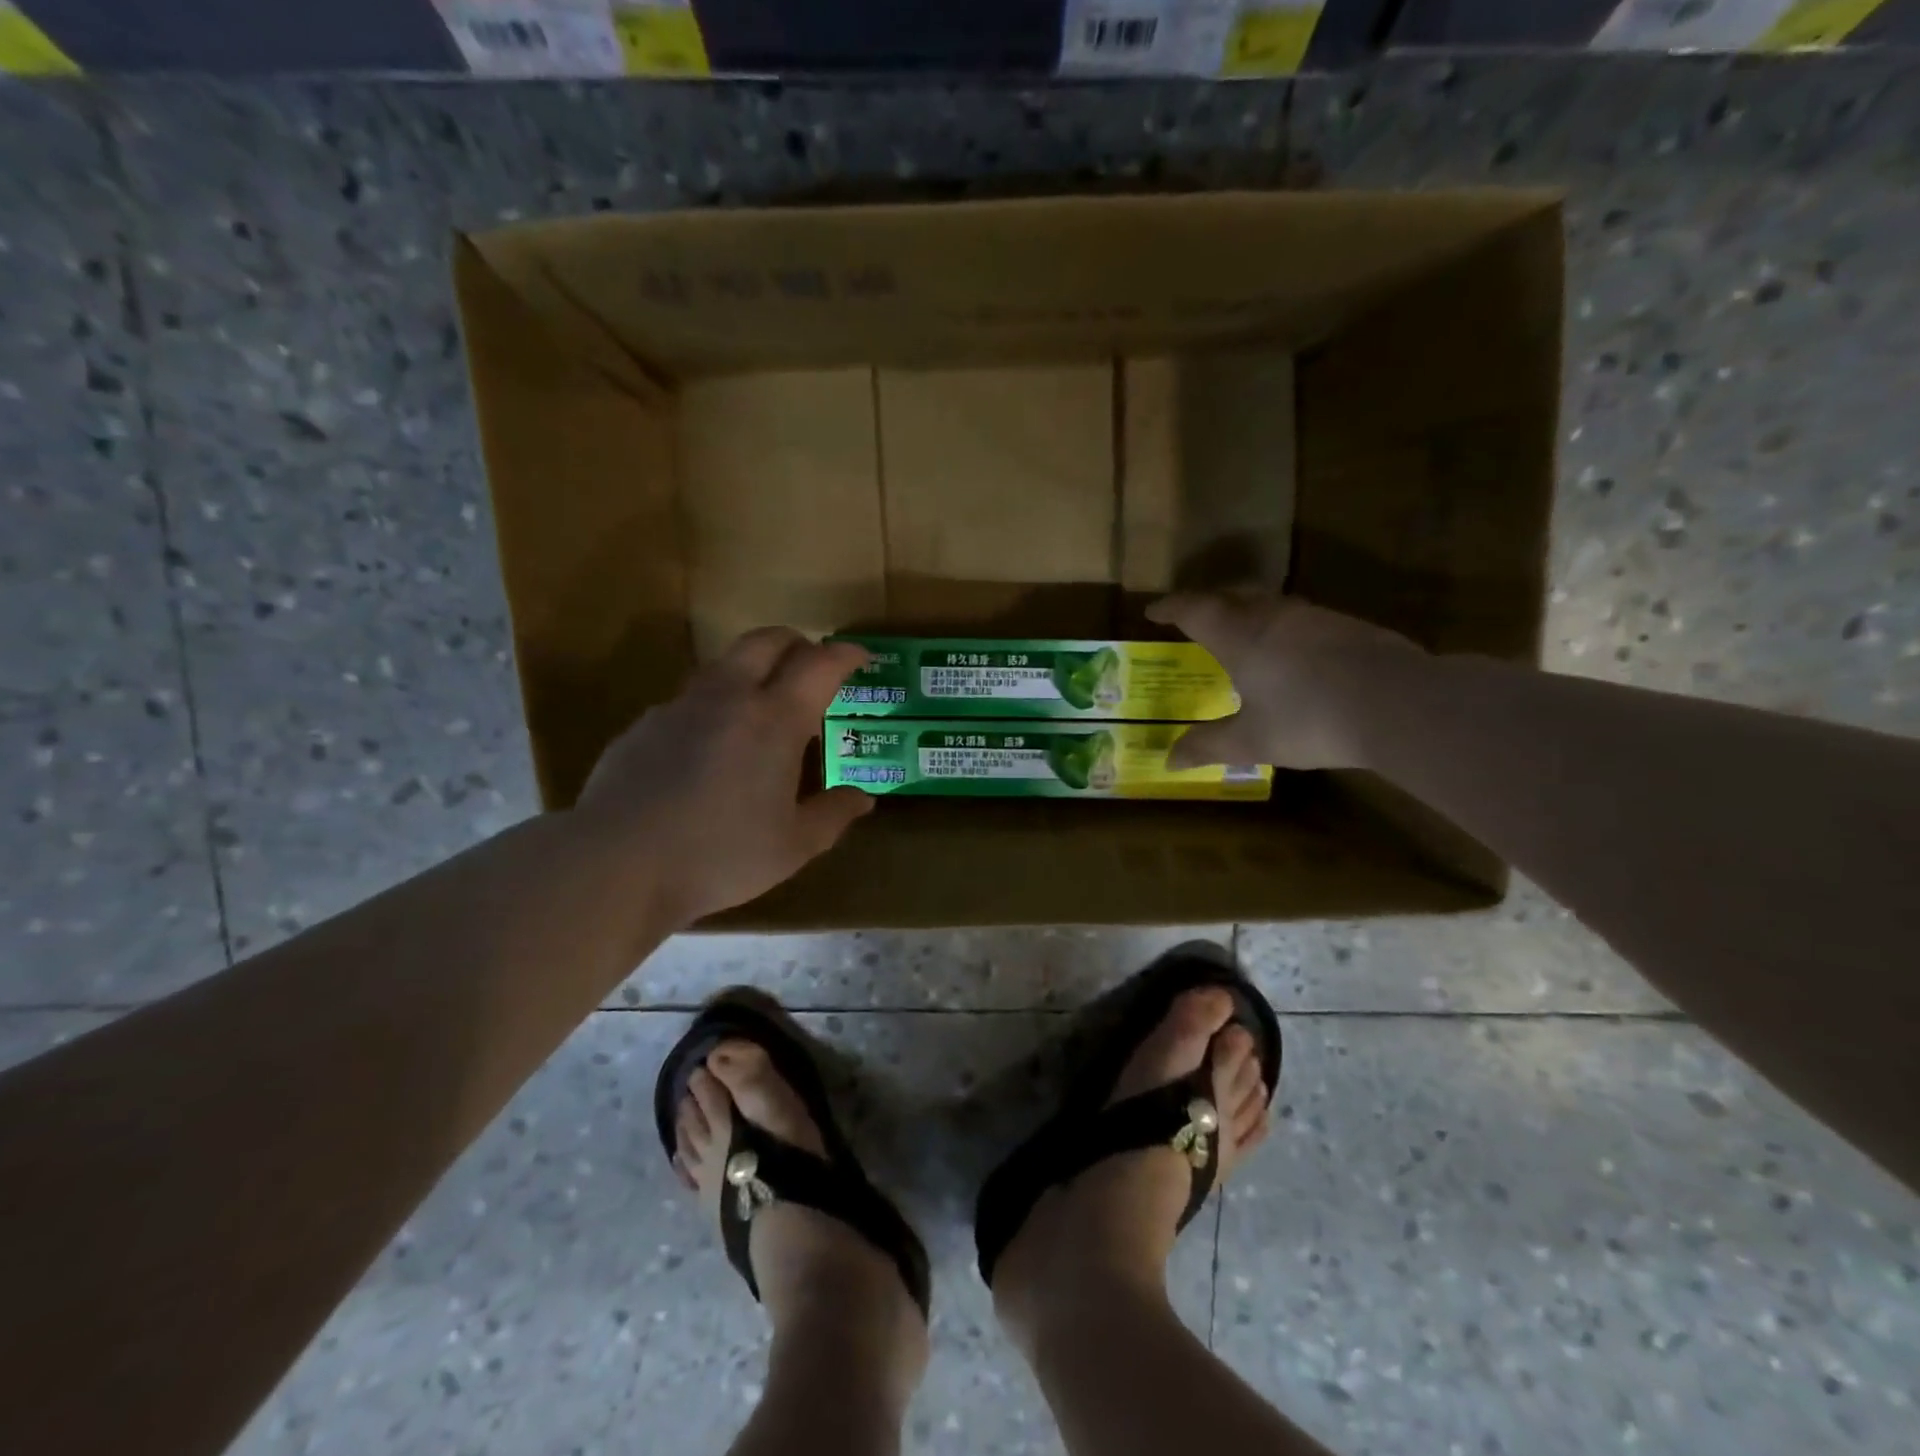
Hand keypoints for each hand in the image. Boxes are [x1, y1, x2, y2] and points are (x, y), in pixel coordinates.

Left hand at [573, 628, 872, 924]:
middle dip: (797, 643)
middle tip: (811, 667)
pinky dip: (714, 706)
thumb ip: (833, 815)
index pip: (819, 664)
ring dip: (752, 670)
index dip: (844, 654)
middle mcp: (728, 698)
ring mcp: (680, 707)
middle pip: (766, 640)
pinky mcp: (644, 725)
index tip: (860, 658)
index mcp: (775, 720)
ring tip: (762, 709)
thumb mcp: (793, 846)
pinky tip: (710, 749)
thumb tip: (863, 798)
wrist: (617, 865)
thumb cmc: (720, 856)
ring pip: (723, 664)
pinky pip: (689, 700)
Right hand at [1146, 591, 1422, 770]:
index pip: (1194, 609)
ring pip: (1270, 603)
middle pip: (1232, 595)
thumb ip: (1207, 746)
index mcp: (1239, 635)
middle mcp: (1273, 615)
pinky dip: (1282, 628)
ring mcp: (1315, 617)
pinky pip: (1301, 618)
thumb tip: (1168, 760)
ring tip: (1242, 633)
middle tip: (1195, 617)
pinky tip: (1292, 654)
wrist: (1399, 704)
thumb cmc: (1309, 719)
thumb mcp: (1251, 741)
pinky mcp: (1349, 626)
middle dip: (1208, 603)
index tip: (1152, 612)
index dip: (1169, 608)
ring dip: (1248, 612)